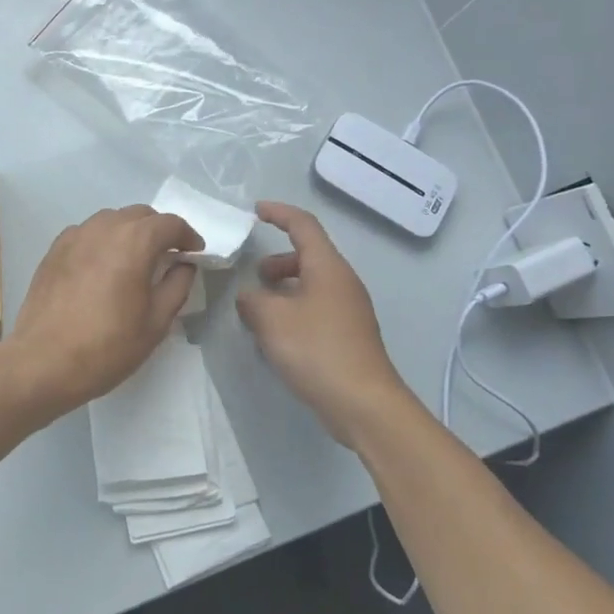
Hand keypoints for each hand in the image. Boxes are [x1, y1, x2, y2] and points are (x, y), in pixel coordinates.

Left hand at [0, 205, 202, 420]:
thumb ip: (177, 286)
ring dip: (129, 232)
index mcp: (134, 241)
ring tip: (135, 260)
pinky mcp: (53, 251)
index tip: (194, 254)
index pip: (170, 223)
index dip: (188, 236)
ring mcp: (74, 236)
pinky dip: (103, 241)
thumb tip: (184, 265)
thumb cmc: (107, 346)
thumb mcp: (156, 322)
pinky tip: (102, 267)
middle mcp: (103, 228)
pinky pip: (87, 233)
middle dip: (159, 231)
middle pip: (140, 215)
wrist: (44, 362)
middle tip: (168, 257)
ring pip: (111, 220)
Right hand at [236, 201, 420, 441]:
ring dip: (283, 290)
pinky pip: (316, 309)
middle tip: (255, 276)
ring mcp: (349, 310)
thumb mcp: (271, 319)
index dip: (279, 213)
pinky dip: (293, 311)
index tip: (256, 210)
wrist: (363, 402)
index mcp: (328, 267)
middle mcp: (342, 282)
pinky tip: (277, 337)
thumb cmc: (316, 349)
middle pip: (308, 256)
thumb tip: (250, 297)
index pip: (303, 226)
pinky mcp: (348, 335)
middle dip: (278, 261)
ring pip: (311, 285)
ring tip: (259, 311)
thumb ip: (252, 300)